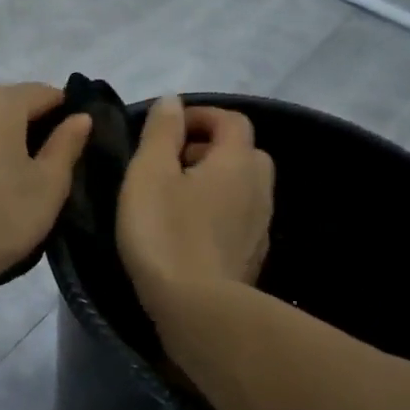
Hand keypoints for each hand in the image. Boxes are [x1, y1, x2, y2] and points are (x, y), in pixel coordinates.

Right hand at [118, 95, 273, 323]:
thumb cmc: (165, 233)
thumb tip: (173, 101)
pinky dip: (219, 213)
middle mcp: (259, 188)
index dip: (201, 116)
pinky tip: (191, 233)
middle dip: (210, 149)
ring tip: (176, 199)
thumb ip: (161, 132)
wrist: (196, 308)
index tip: (166, 129)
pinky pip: (239, 220)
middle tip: (171, 164)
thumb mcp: (149, 174)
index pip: (231, 120)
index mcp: (237, 161)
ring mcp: (260, 226)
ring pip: (243, 188)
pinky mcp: (253, 257)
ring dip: (215, 183)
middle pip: (243, 153)